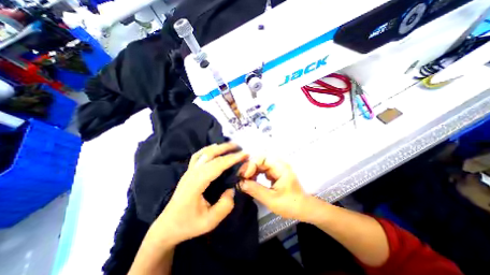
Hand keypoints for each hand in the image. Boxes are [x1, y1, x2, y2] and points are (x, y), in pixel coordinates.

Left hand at [150, 142, 249, 245]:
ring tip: (230, 145)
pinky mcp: (188, 172)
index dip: (231, 159)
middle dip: (226, 149)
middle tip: (240, 147)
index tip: (244, 155)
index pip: (216, 166)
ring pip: (204, 153)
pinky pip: (198, 155)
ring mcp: (189, 171)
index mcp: (196, 184)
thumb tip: (232, 189)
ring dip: (218, 147)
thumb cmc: (188, 225)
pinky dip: (208, 149)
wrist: (167, 226)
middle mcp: (191, 174)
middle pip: (210, 155)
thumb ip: (225, 205)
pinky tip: (214, 148)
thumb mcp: (210, 221)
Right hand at [238, 156, 313, 221]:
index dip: (252, 164)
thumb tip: (240, 183)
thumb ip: (255, 190)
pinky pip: (262, 169)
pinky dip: (255, 173)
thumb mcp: (271, 200)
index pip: (263, 158)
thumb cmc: (290, 204)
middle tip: (241, 177)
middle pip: (260, 159)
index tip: (244, 176)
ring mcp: (276, 168)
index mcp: (281, 168)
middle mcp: (278, 164)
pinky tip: (251, 180)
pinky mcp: (274, 172)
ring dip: (251, 170)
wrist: (303, 208)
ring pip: (259, 163)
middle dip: (249, 167)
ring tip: (245, 180)